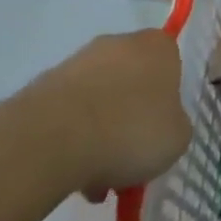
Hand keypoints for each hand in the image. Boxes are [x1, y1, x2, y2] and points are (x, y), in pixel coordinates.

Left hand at [25, 27, 189, 198]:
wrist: (52, 138)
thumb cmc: (130, 131)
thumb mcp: (177, 138)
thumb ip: (175, 125)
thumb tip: (162, 124)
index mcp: (158, 47)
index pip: (171, 64)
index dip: (167, 98)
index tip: (161, 128)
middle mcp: (119, 43)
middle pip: (132, 80)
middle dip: (130, 115)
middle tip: (130, 156)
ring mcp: (78, 61)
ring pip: (98, 99)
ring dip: (100, 131)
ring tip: (95, 177)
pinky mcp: (43, 84)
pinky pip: (69, 113)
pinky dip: (72, 138)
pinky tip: (71, 174)